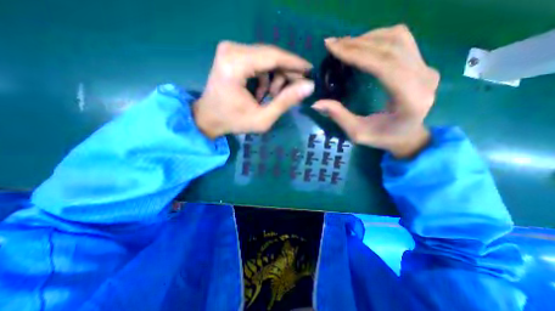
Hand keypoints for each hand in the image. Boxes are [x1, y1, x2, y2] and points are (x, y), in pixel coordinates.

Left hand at [193, 41, 316, 138]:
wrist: (209, 118)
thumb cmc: (234, 121)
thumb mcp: (263, 118)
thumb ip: (285, 102)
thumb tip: (309, 86)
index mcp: (236, 65)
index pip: (274, 56)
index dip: (295, 64)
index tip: (311, 71)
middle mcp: (232, 49)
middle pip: (271, 56)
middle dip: (286, 74)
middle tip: (293, 91)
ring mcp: (230, 49)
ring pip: (266, 58)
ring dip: (274, 78)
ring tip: (270, 97)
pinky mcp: (231, 54)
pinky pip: (258, 61)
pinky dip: (265, 77)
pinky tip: (261, 93)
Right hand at [311, 24, 437, 157]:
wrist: (410, 136)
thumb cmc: (384, 138)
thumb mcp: (358, 133)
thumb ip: (339, 117)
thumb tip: (316, 103)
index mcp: (409, 100)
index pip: (384, 66)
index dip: (357, 54)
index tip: (333, 48)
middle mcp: (424, 78)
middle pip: (391, 48)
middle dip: (357, 43)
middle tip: (333, 44)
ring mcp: (427, 68)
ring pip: (398, 38)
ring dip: (368, 38)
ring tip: (345, 44)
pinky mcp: (423, 64)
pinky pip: (402, 41)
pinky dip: (379, 38)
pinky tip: (362, 45)